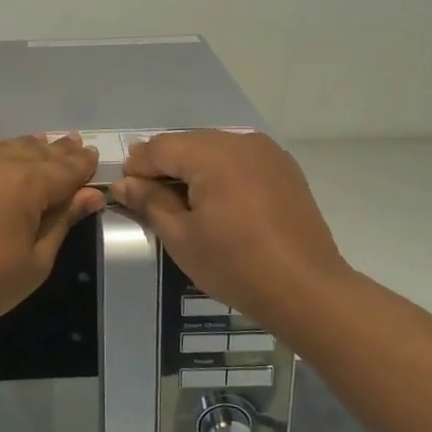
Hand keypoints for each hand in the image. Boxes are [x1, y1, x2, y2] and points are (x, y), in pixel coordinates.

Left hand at [0, 134, 106, 342]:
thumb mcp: (36, 261)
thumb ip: (63, 221)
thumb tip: (91, 194)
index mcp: (26, 183)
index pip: (65, 168)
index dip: (82, 163)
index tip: (93, 155)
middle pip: (34, 151)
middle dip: (56, 150)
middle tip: (72, 142)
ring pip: (0, 148)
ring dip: (22, 148)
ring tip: (38, 144)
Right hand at [112, 131, 354, 333]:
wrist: (307, 289)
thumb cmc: (235, 265)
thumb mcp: (181, 238)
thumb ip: (150, 202)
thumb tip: (124, 184)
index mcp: (212, 154)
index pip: (160, 147)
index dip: (137, 167)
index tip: (126, 192)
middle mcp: (240, 142)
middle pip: (188, 143)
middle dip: (165, 165)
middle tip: (150, 198)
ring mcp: (267, 152)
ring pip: (214, 148)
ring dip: (193, 168)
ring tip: (184, 202)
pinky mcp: (284, 168)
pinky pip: (239, 159)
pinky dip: (221, 172)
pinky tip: (218, 201)